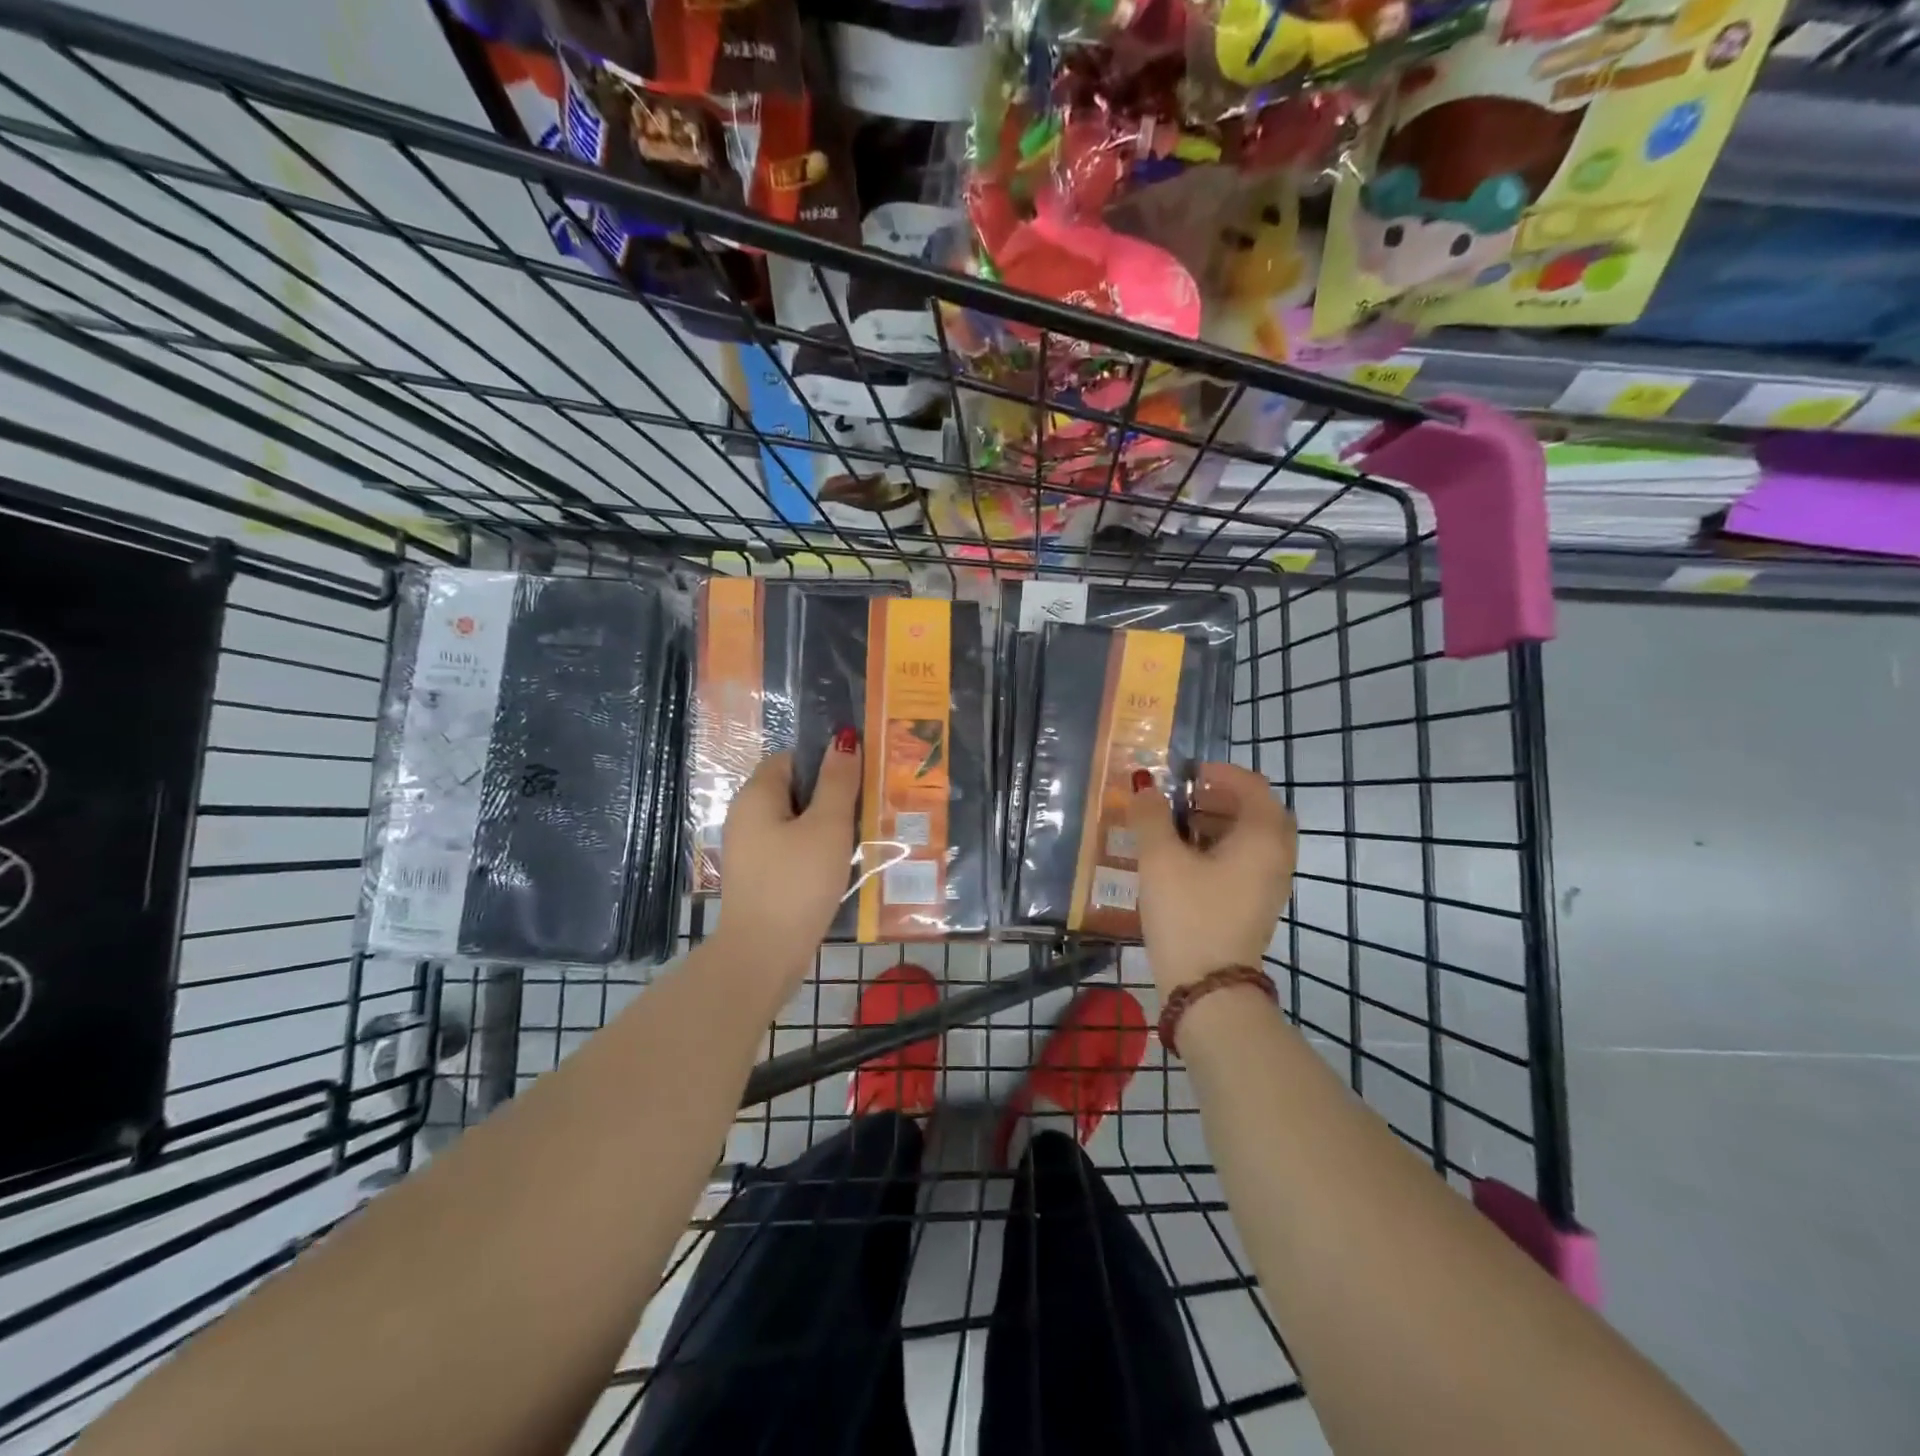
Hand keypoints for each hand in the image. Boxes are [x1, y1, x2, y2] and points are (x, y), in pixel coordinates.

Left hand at [712, 733, 861, 993]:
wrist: (763, 955)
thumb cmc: (797, 882)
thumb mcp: (827, 826)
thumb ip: (838, 781)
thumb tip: (844, 738)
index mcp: (756, 795)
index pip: (791, 758)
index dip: (825, 762)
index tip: (859, 777)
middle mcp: (747, 817)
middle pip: (794, 791)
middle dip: (831, 796)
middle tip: (869, 805)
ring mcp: (751, 850)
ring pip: (796, 823)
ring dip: (827, 827)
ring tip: (863, 835)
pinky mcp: (760, 878)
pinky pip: (792, 850)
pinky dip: (816, 852)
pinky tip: (841, 866)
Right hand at [1129, 761, 1296, 997]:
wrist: (1208, 988)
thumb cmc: (1188, 915)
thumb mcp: (1160, 860)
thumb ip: (1150, 816)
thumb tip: (1145, 787)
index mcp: (1262, 837)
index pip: (1252, 785)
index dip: (1219, 773)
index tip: (1185, 775)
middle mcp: (1276, 856)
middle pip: (1255, 810)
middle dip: (1218, 797)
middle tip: (1182, 798)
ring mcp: (1269, 883)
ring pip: (1249, 837)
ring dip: (1217, 822)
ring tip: (1175, 826)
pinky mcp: (1255, 904)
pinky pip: (1244, 860)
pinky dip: (1219, 847)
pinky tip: (1183, 859)